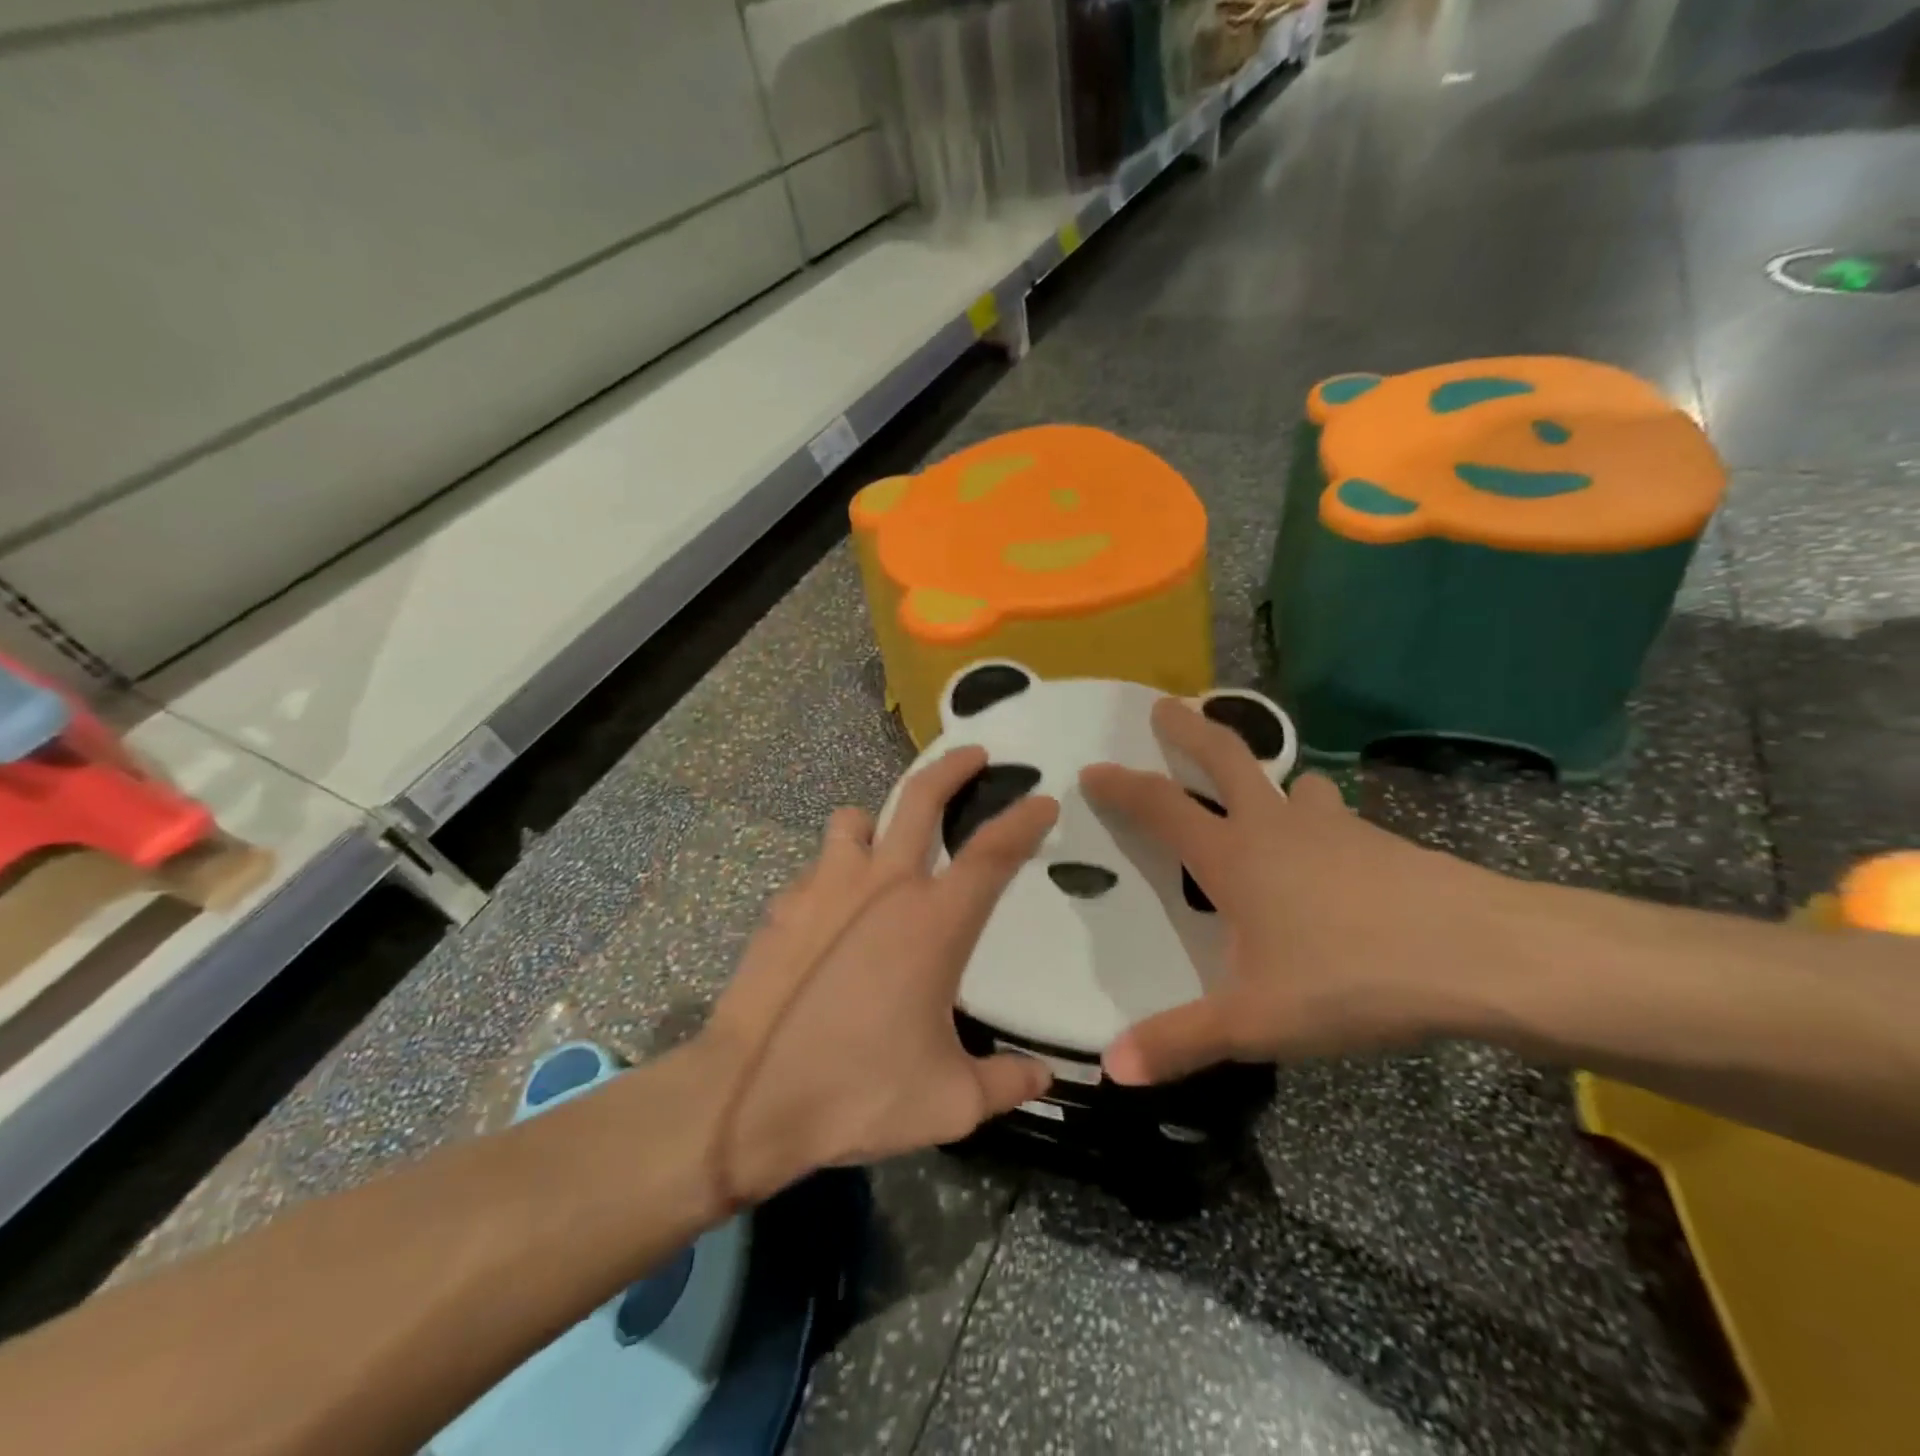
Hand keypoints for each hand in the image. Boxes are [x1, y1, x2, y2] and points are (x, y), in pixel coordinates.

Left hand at [699, 747, 1058, 1203]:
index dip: (1023, 821)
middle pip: (922, 799)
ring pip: (856, 820)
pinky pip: (818, 867)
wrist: (746, 1098)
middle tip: (974, 754)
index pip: (992, 854)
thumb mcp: (947, 1101)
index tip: (1042, 799)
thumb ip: (1005, 1082)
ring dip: (877, 822)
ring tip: (883, 847)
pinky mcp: (785, 904)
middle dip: (953, 767)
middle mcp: (883, 886)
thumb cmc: (858, 1091)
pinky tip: (832, 914)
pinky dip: (834, 874)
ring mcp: (826, 887)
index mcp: (934, 922)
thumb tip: (1044, 1076)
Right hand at [1081, 699, 1510, 1084]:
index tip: (1092, 769)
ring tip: (1262, 787)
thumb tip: (1112, 1069)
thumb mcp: (1256, 1021)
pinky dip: (1317, 817)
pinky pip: (1334, 816)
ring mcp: (1334, 827)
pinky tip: (1330, 851)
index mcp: (1233, 856)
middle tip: (1166, 705)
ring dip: (1267, 776)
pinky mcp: (1380, 842)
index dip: (1122, 787)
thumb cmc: (1352, 978)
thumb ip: (1181, 1042)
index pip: (1161, 807)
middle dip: (1188, 729)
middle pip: (1225, 758)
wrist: (1482, 956)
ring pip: (1291, 784)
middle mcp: (1276, 827)